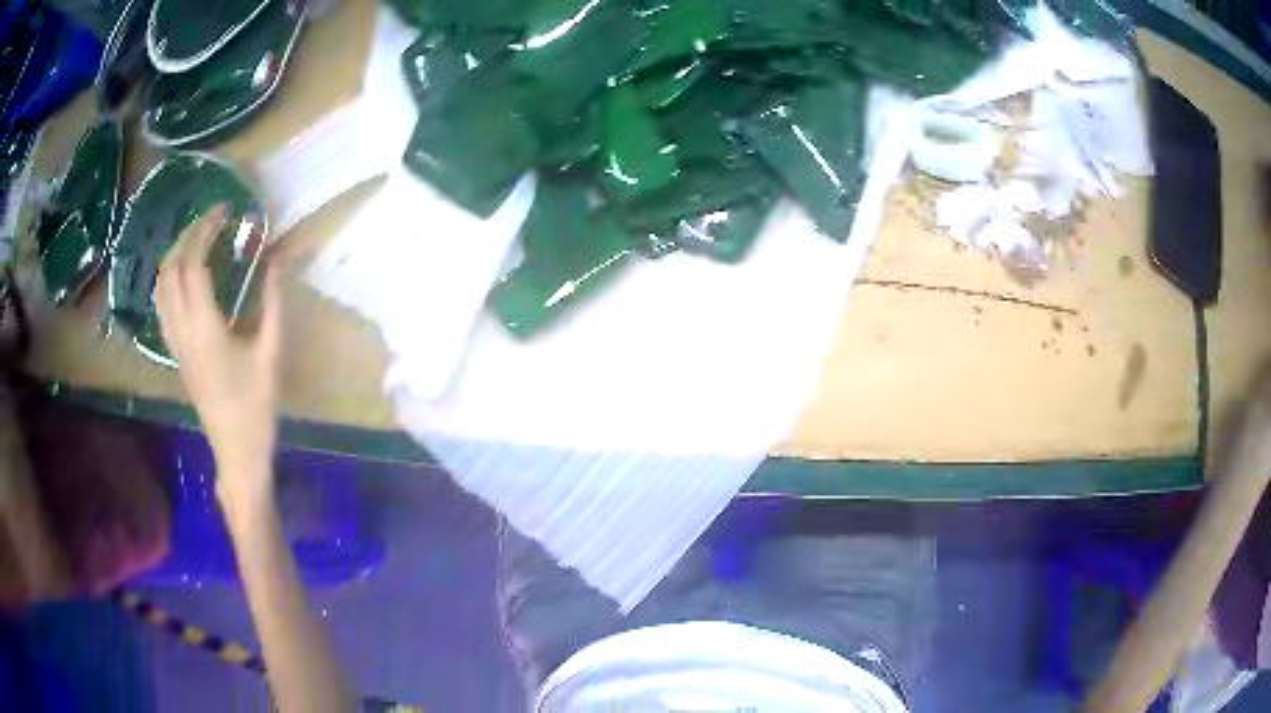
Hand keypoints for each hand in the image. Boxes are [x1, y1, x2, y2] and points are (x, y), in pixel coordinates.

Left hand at [155, 205, 284, 512]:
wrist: (236, 450)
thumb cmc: (256, 405)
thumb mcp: (271, 351)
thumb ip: (272, 301)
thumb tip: (278, 259)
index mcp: (205, 327)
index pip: (194, 264)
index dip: (206, 231)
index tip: (225, 211)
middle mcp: (182, 330)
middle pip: (171, 269)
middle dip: (187, 236)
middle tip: (211, 220)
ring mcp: (174, 343)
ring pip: (161, 287)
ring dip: (174, 255)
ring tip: (195, 240)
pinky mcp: (174, 353)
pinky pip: (162, 305)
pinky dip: (168, 279)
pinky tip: (183, 275)